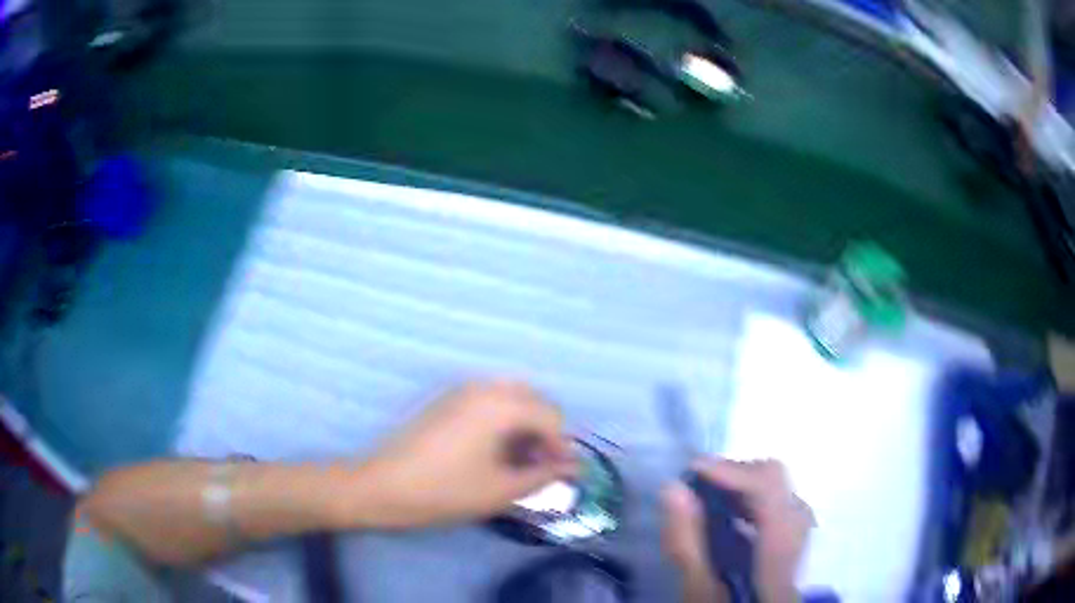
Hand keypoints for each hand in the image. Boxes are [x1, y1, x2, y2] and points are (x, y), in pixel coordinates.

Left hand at [358, 380, 577, 528]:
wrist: (383, 486)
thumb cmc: (446, 491)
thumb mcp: (501, 490)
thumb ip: (544, 475)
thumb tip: (575, 467)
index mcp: (501, 404)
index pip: (551, 416)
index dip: (562, 446)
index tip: (558, 474)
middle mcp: (484, 387)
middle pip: (533, 401)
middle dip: (544, 432)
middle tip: (539, 466)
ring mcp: (461, 391)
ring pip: (510, 400)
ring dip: (524, 426)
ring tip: (518, 462)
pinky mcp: (446, 402)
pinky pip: (487, 402)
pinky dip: (502, 422)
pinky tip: (493, 452)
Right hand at [663, 458, 812, 602]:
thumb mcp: (699, 592)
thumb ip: (687, 544)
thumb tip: (673, 488)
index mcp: (780, 553)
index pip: (770, 490)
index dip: (732, 472)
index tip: (692, 470)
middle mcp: (799, 536)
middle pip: (777, 484)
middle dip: (735, 479)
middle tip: (695, 488)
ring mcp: (800, 538)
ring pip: (777, 491)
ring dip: (740, 490)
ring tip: (705, 501)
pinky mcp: (792, 543)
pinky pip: (776, 506)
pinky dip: (748, 504)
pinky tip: (725, 520)